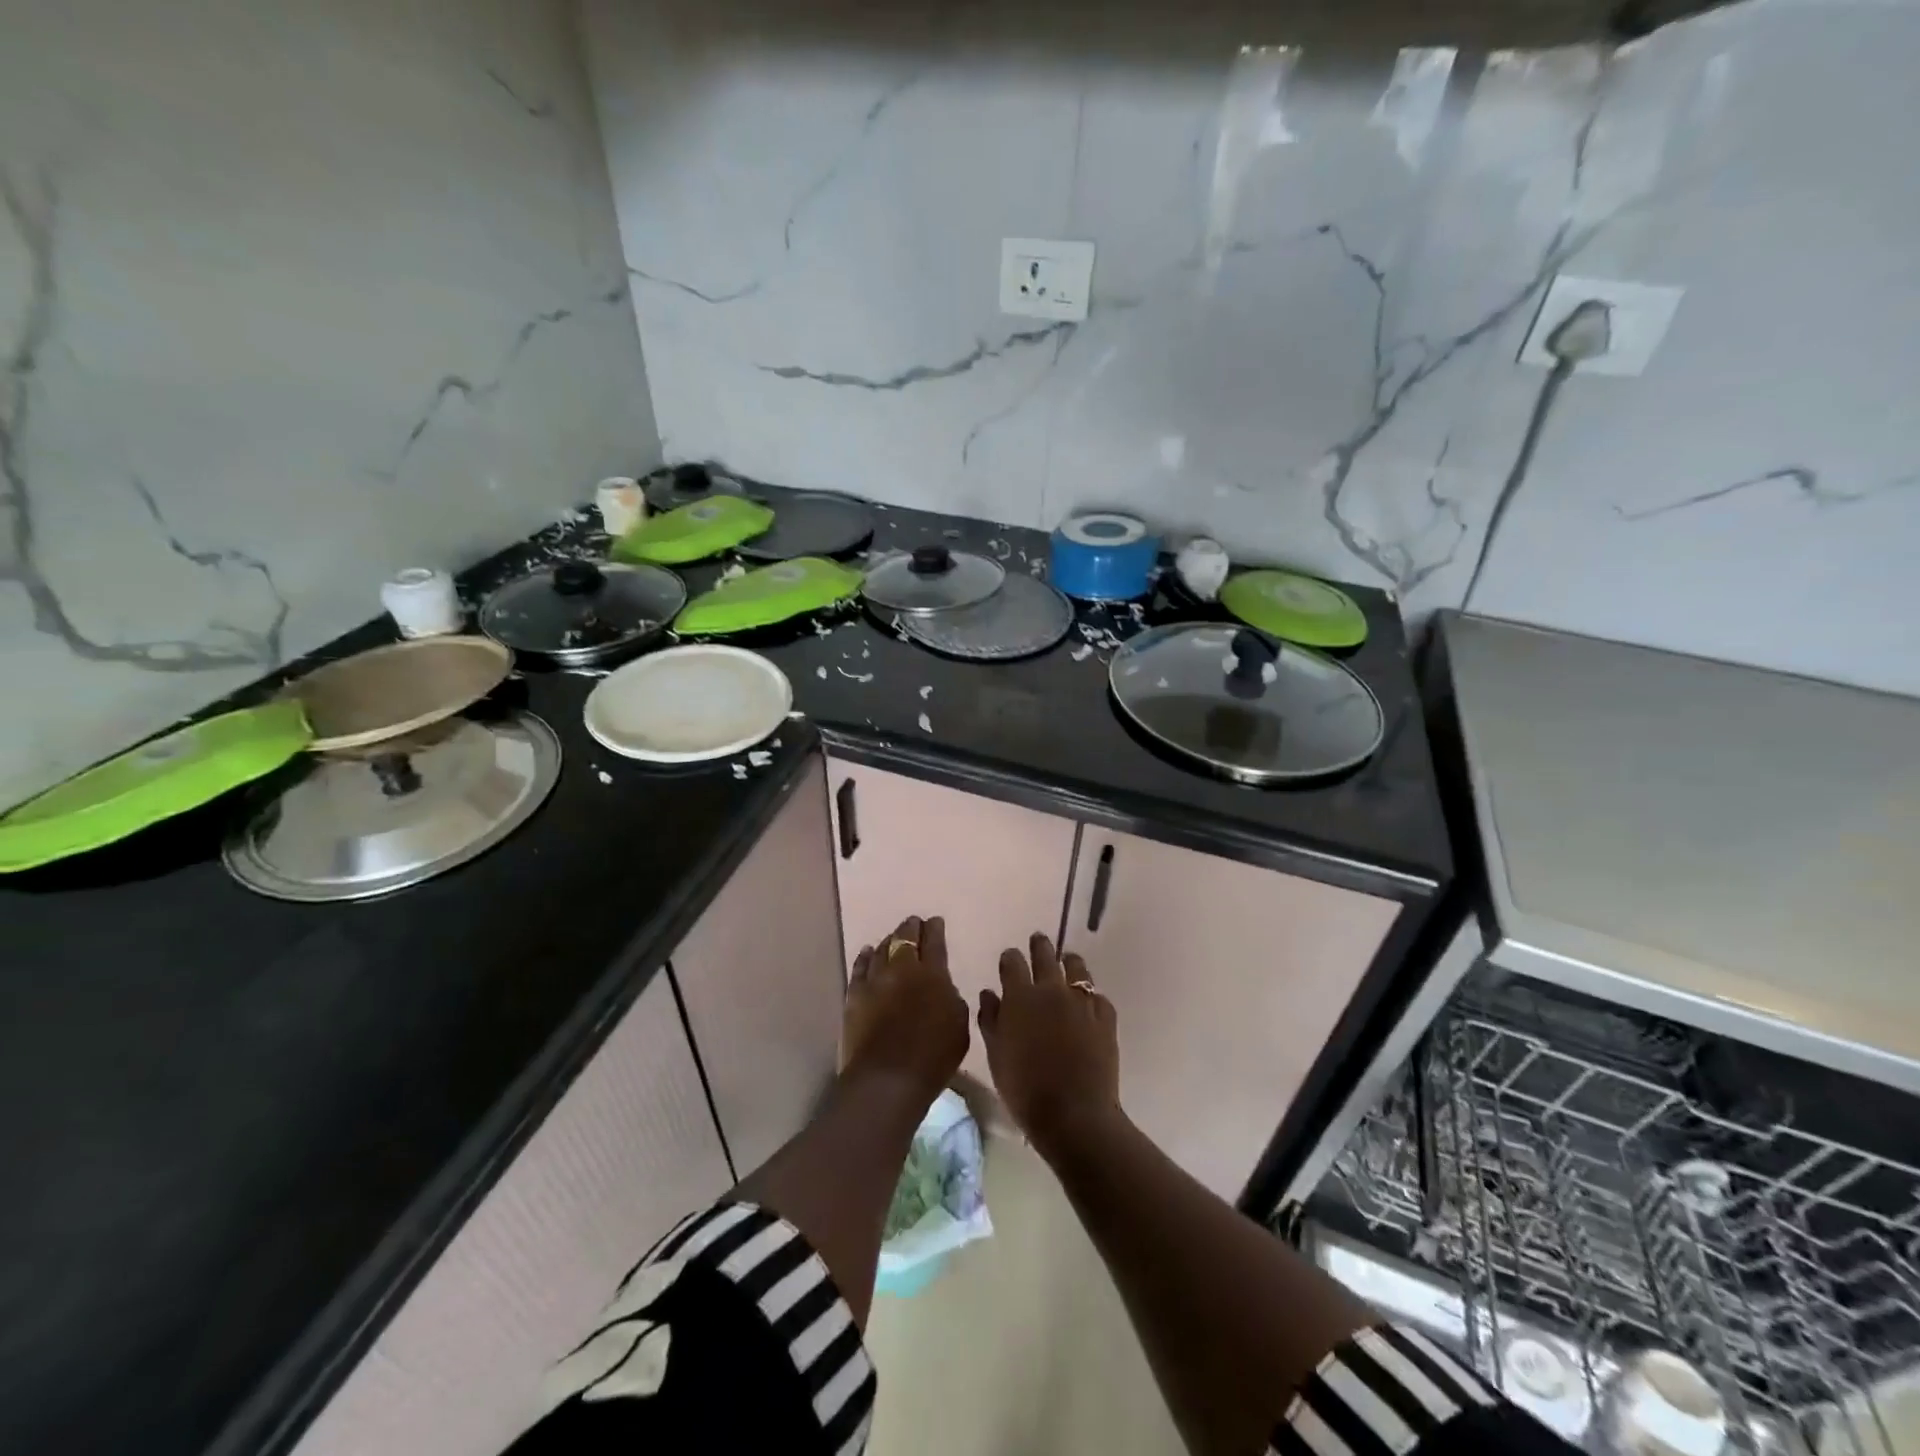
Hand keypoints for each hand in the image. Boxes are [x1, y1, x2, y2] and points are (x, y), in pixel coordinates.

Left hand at [842, 915, 969, 1097]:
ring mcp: (875, 980)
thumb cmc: (933, 1056)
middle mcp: (902, 968)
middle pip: (905, 938)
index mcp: (933, 973)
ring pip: (882, 948)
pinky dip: (866, 956)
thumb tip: (942, 986)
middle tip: (914, 923)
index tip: (935, 921)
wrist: (887, 1079)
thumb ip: (951, 998)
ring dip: (890, 940)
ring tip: (893, 937)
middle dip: (911, 928)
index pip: (934, 941)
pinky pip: (860, 967)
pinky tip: (869, 952)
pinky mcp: (854, 995)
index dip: (935, 929)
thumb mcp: (959, 1025)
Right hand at [977, 933, 1120, 1156]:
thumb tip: (989, 993)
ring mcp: (1082, 1002)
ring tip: (1068, 962)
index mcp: (1020, 996)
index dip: (1010, 958)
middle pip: (1045, 954)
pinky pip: (1098, 997)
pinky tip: (1089, 1004)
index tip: (1009, 959)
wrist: (1073, 1114)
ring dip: (1070, 963)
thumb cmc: (1024, 1088)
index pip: (1013, 962)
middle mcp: (1052, 989)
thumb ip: (990, 1019)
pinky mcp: (1106, 1017)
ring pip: (1077, 968)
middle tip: (1038, 941)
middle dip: (1039, 945)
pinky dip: (1091, 997)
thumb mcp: (996, 1055)